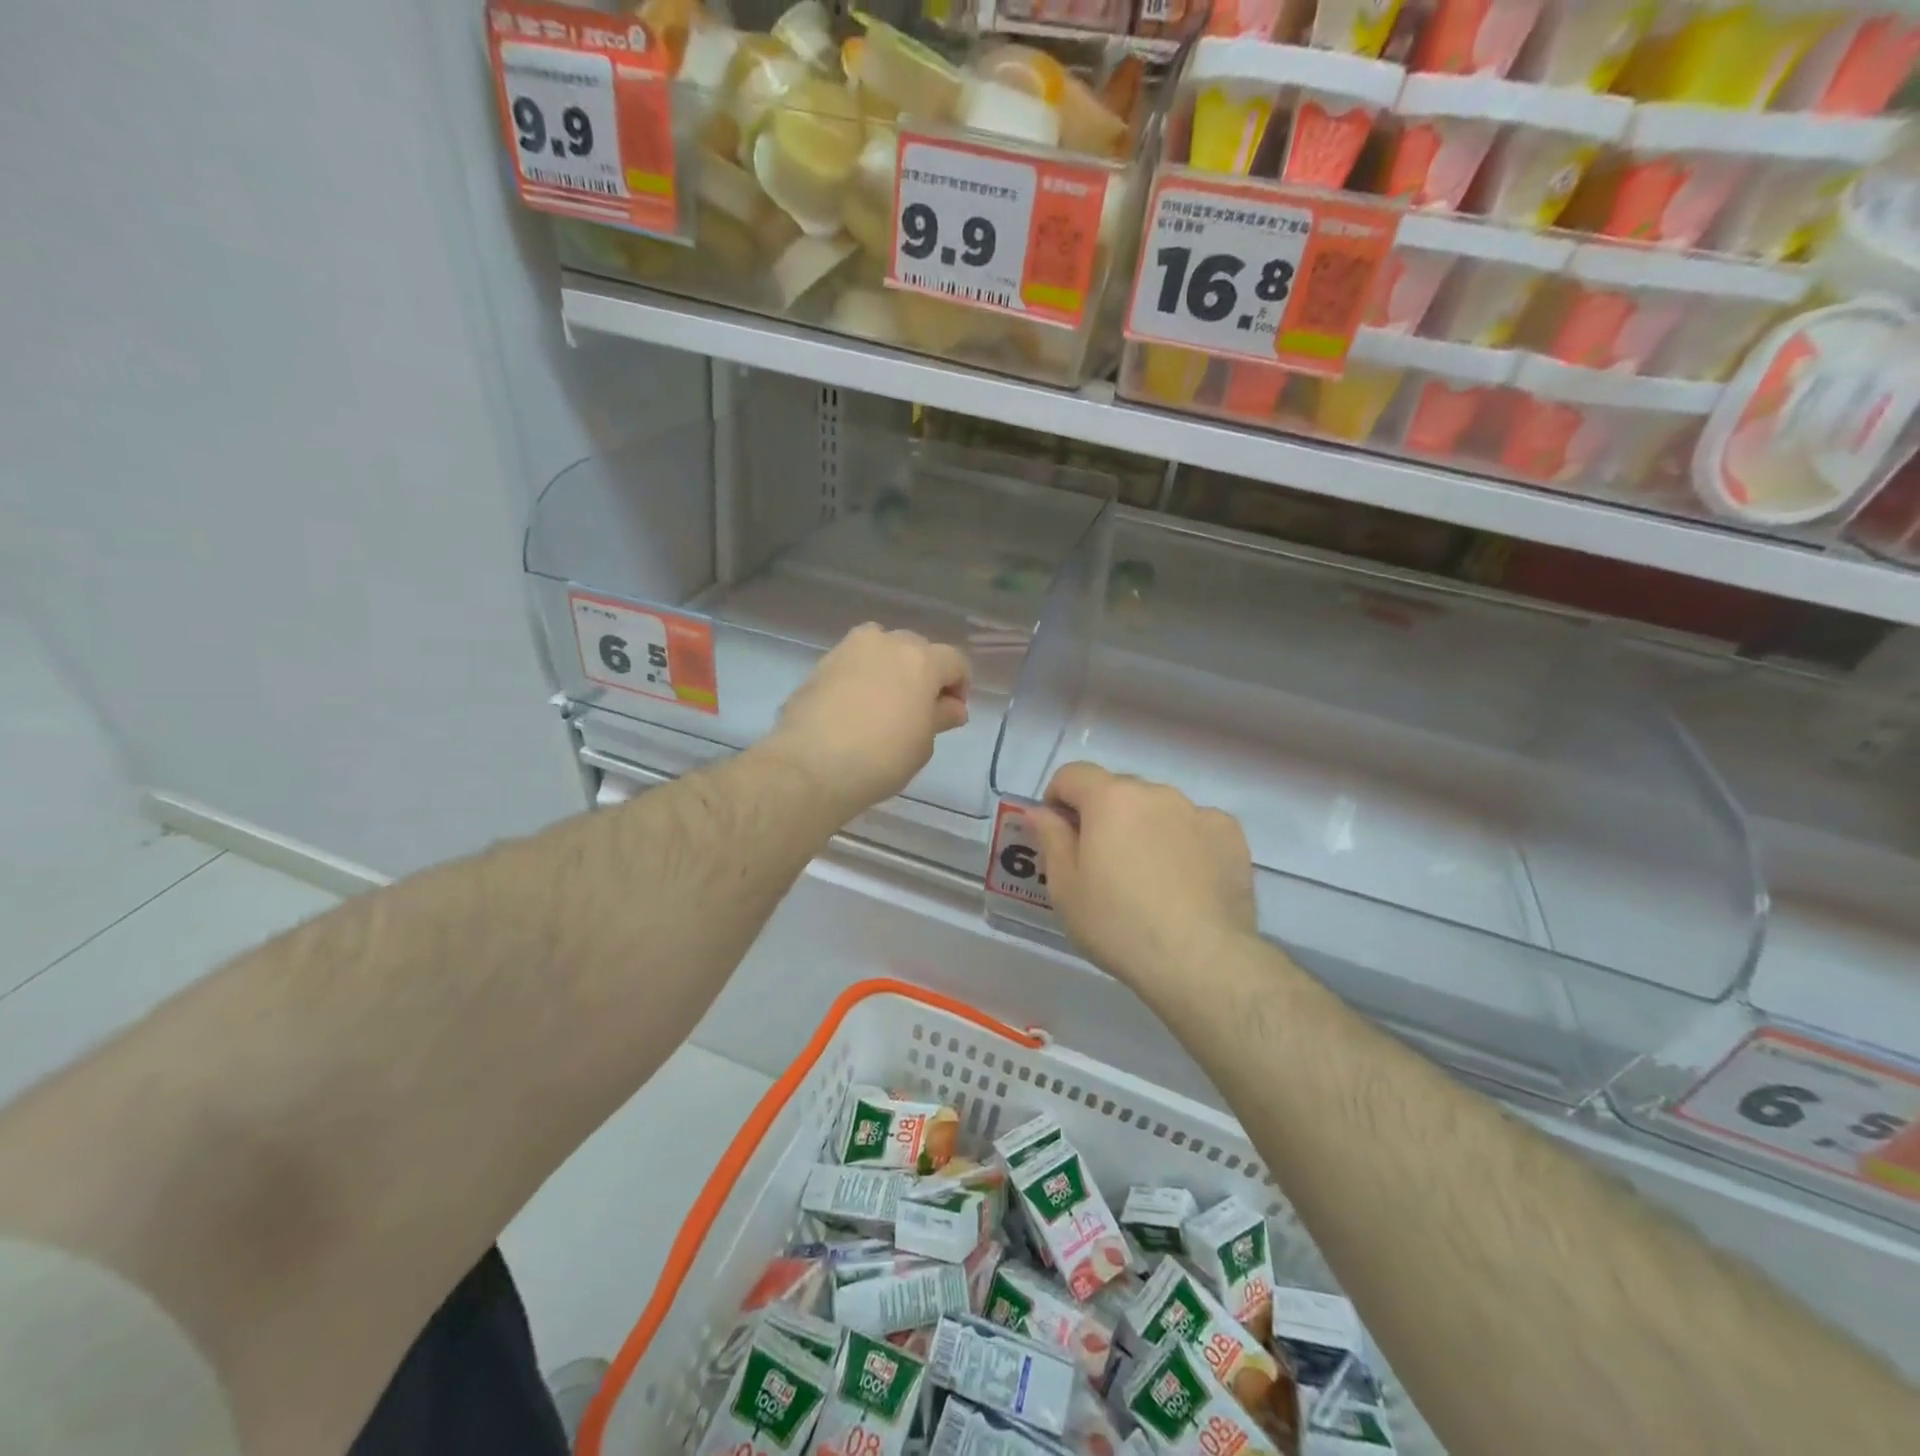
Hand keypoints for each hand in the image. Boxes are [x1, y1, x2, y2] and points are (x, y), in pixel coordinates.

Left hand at [770, 624, 970, 815]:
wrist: (811, 765)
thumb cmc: (881, 758)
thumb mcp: (922, 744)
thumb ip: (939, 717)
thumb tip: (952, 707)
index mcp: (921, 660)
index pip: (954, 661)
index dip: (960, 685)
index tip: (953, 712)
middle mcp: (886, 643)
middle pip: (916, 648)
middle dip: (924, 673)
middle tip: (920, 708)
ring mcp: (849, 649)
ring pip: (881, 648)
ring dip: (890, 667)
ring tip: (886, 701)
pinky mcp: (821, 664)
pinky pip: (853, 663)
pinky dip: (861, 677)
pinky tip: (856, 707)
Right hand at [1030, 763, 1256, 993]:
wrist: (1200, 960)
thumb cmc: (1119, 924)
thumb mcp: (1066, 888)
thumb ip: (1051, 839)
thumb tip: (1039, 812)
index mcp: (1111, 798)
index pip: (1073, 775)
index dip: (1057, 799)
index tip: (1058, 835)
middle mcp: (1156, 793)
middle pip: (1117, 791)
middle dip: (1102, 817)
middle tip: (1101, 865)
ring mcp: (1198, 811)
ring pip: (1158, 809)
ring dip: (1144, 829)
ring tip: (1148, 879)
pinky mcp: (1231, 835)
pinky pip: (1195, 828)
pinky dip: (1183, 843)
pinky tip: (1185, 882)